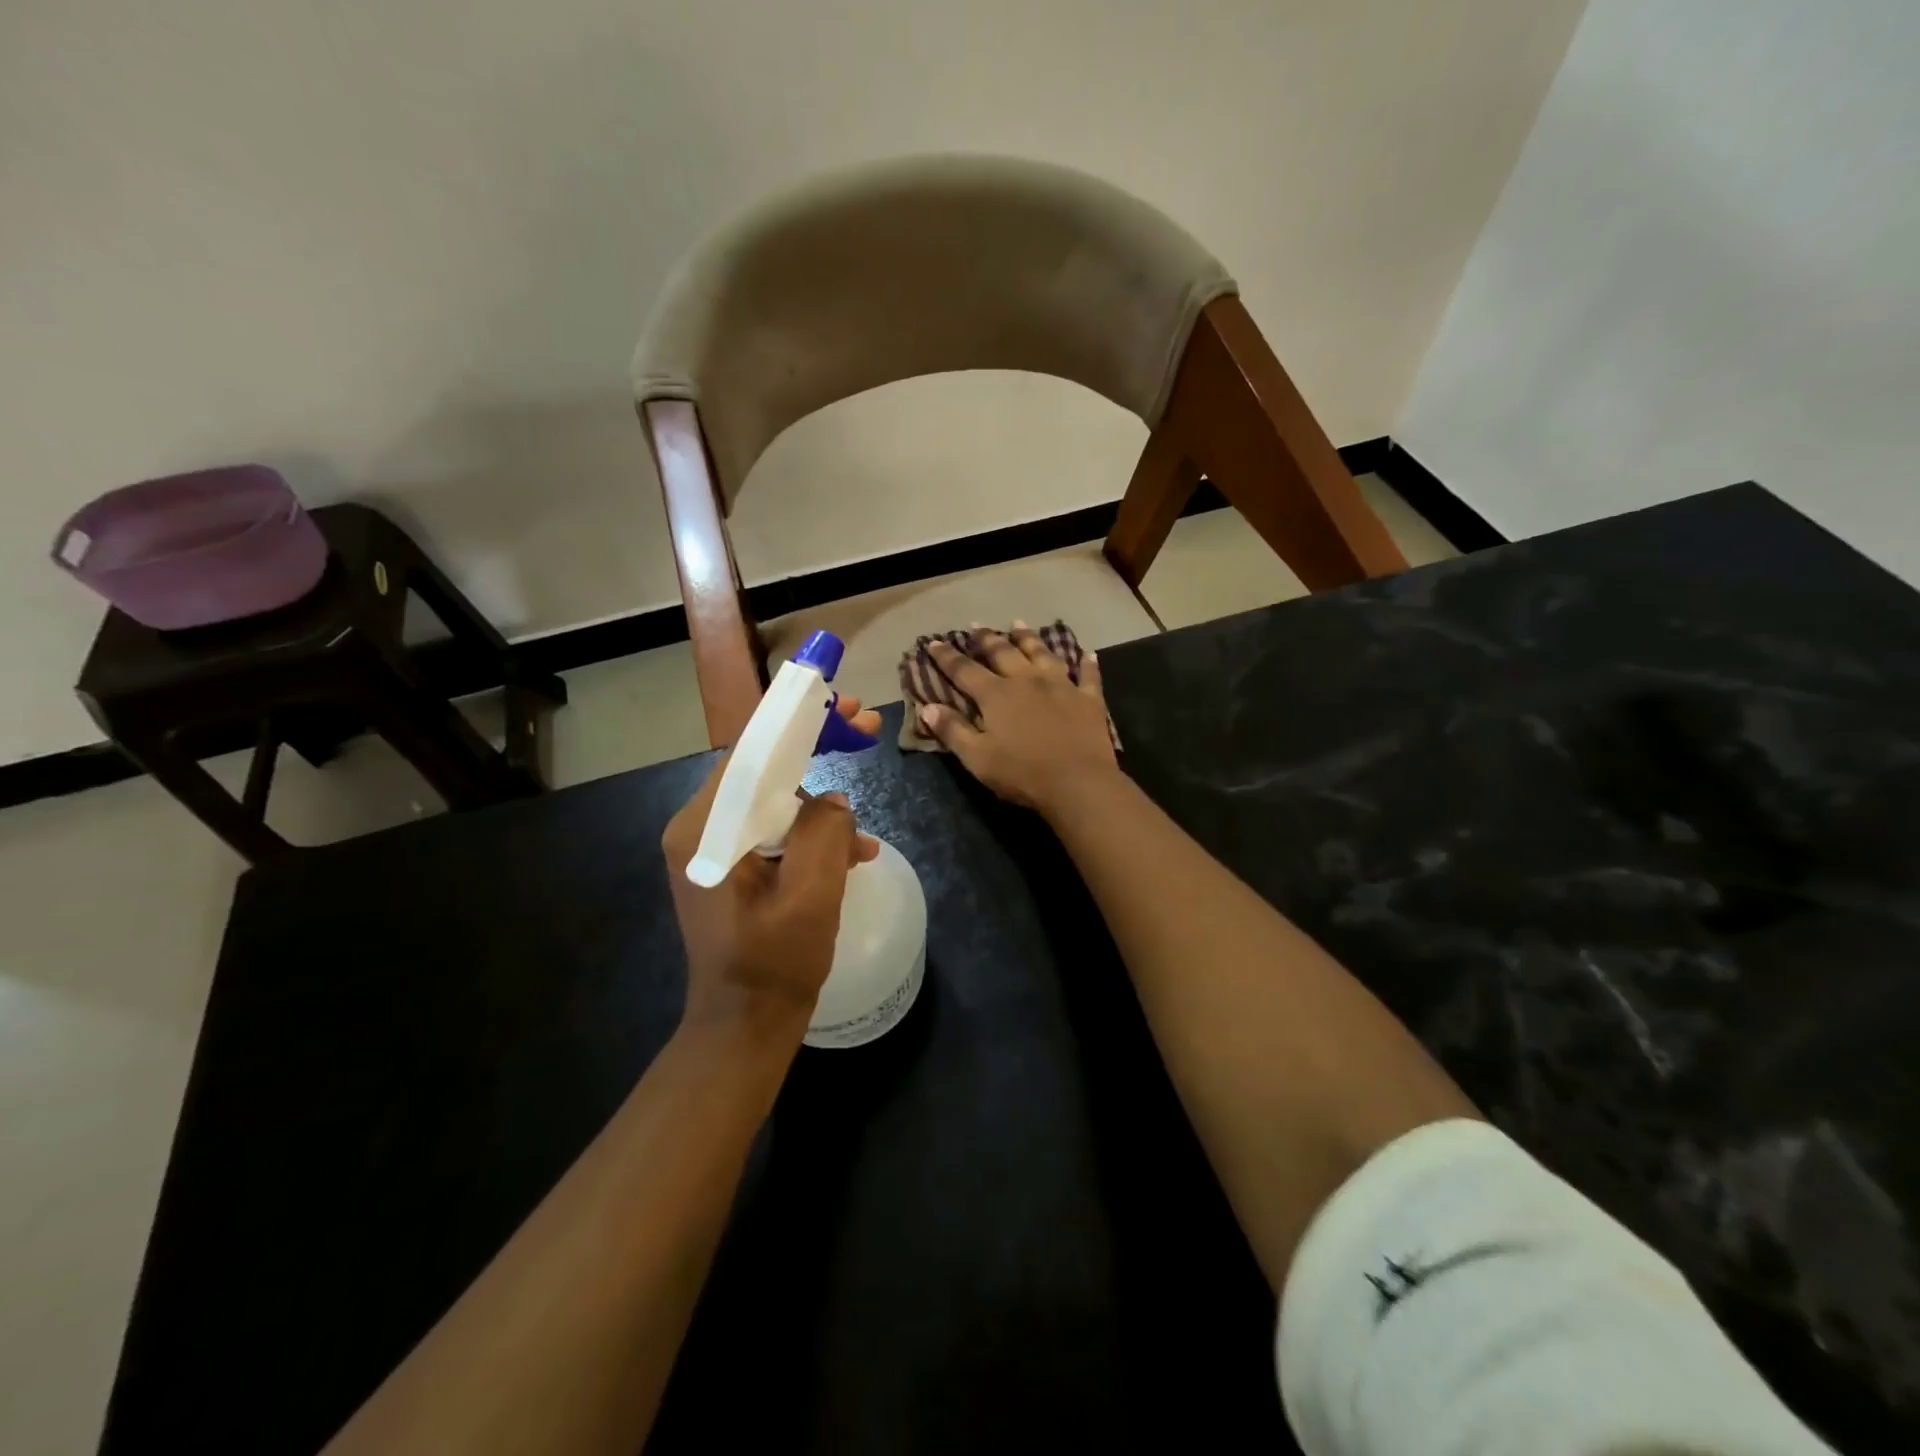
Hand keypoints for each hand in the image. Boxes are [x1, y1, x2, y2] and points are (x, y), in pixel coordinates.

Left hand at [662, 696, 881, 1043]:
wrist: (743, 1028)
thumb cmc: (774, 966)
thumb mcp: (811, 896)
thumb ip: (824, 831)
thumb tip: (831, 799)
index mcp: (706, 829)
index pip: (748, 749)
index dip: (796, 716)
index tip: (841, 700)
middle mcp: (700, 828)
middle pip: (760, 765)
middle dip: (814, 744)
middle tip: (864, 725)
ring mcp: (714, 848)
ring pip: (772, 797)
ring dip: (820, 801)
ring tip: (863, 827)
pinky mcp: (731, 865)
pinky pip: (774, 829)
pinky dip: (811, 833)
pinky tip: (852, 853)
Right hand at [920, 624, 1119, 815]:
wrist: (1078, 783)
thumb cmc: (1022, 774)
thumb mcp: (977, 758)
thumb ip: (952, 731)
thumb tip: (927, 707)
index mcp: (996, 695)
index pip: (964, 670)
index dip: (947, 656)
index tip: (934, 642)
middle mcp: (1027, 681)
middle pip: (1003, 653)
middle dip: (986, 639)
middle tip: (976, 625)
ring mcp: (1061, 686)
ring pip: (1042, 653)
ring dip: (1029, 638)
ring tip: (1018, 624)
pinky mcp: (1089, 699)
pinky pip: (1088, 675)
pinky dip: (1086, 663)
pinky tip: (1087, 654)